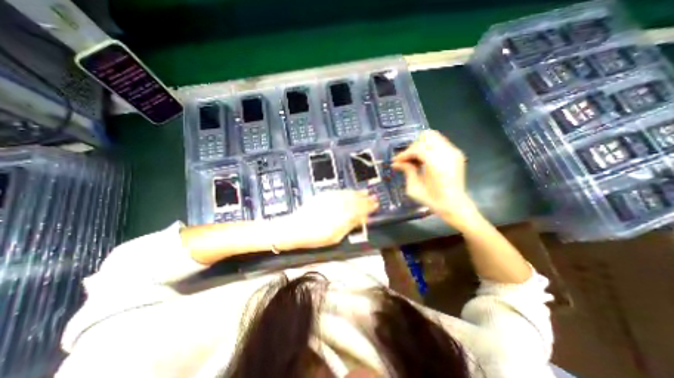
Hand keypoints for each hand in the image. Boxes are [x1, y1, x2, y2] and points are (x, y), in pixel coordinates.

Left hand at [276, 189, 378, 251]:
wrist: (296, 228)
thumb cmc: (316, 237)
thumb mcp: (336, 237)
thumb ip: (350, 225)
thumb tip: (362, 218)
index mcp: (343, 216)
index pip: (360, 209)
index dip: (369, 207)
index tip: (376, 205)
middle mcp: (339, 205)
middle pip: (355, 200)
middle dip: (366, 199)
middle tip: (374, 197)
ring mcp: (331, 199)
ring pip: (348, 194)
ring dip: (358, 193)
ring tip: (365, 192)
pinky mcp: (323, 196)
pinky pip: (338, 191)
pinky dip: (346, 191)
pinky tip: (350, 191)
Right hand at [391, 129, 479, 229]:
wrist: (455, 206)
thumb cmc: (433, 200)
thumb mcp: (414, 188)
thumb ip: (407, 171)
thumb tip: (397, 163)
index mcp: (436, 163)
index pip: (417, 148)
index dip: (404, 154)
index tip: (396, 161)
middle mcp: (447, 153)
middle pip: (426, 137)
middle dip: (413, 147)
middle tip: (406, 159)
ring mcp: (454, 152)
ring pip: (434, 137)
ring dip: (421, 146)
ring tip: (415, 159)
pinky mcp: (457, 154)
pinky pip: (440, 143)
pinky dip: (429, 148)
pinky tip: (424, 160)